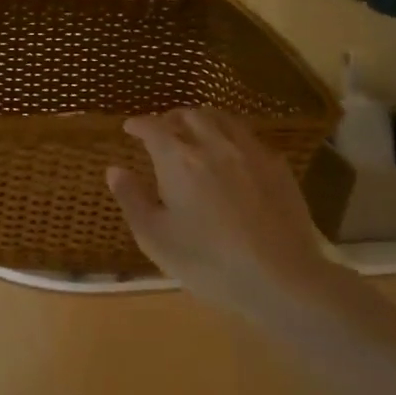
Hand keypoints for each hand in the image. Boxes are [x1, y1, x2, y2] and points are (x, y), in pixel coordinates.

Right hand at [106, 107, 343, 326]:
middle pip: (191, 116)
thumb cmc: (206, 261)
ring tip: (195, 132)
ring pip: (224, 120)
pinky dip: (231, 137)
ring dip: (203, 120)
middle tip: (161, 129)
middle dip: (171, 118)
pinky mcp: (279, 169)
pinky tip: (232, 155)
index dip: (138, 124)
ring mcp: (251, 154)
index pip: (153, 128)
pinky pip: (250, 139)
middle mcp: (214, 146)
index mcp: (178, 160)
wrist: (281, 278)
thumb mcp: (155, 236)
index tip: (129, 127)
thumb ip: (132, 199)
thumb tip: (115, 170)